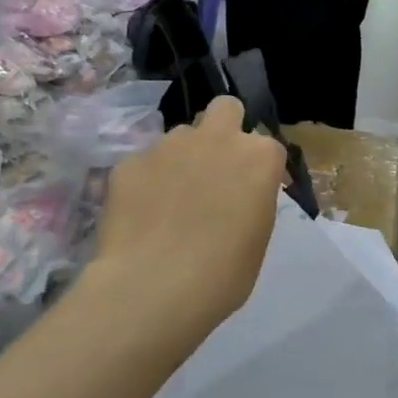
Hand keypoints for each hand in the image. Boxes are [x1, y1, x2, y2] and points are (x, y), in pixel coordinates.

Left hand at [94, 96, 286, 334]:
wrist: (153, 288)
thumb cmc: (223, 275)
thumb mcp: (257, 238)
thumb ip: (251, 201)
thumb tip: (238, 195)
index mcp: (258, 158)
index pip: (269, 147)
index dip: (261, 169)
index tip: (254, 194)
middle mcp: (216, 139)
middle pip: (225, 109)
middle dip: (224, 129)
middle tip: (216, 168)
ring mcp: (168, 146)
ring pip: (181, 136)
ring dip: (183, 158)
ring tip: (172, 199)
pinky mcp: (129, 162)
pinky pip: (144, 163)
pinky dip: (147, 181)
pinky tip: (142, 213)